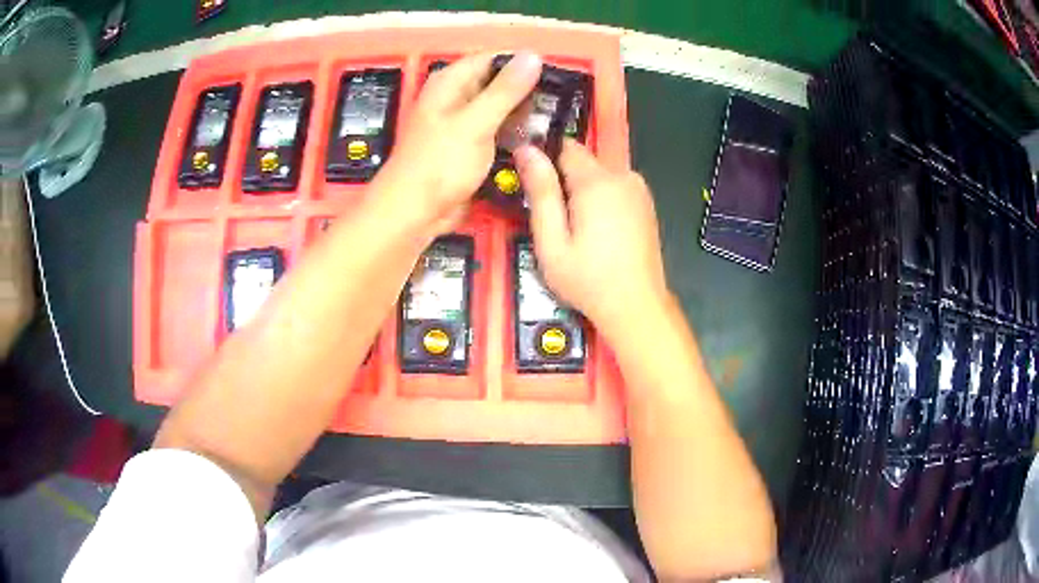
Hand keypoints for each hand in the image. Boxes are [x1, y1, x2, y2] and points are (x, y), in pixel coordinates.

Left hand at [376, 51, 542, 235]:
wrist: (415, 213)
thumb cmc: (439, 164)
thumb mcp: (476, 122)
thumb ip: (506, 90)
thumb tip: (533, 56)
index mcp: (451, 82)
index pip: (492, 58)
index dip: (523, 63)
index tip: (555, 74)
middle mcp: (456, 98)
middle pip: (498, 83)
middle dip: (527, 91)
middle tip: (560, 103)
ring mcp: (463, 124)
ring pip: (500, 109)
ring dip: (524, 115)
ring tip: (554, 122)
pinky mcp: (469, 147)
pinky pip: (497, 133)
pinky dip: (514, 134)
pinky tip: (537, 141)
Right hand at [516, 140, 669, 337]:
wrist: (637, 305)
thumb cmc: (588, 279)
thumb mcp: (552, 241)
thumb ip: (540, 192)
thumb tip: (526, 149)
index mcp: (597, 182)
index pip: (566, 147)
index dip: (546, 161)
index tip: (537, 187)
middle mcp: (622, 177)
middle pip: (584, 161)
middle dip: (566, 180)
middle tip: (557, 219)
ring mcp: (639, 190)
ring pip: (600, 174)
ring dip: (585, 191)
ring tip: (578, 229)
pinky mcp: (647, 204)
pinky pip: (616, 188)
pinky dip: (603, 200)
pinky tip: (600, 232)